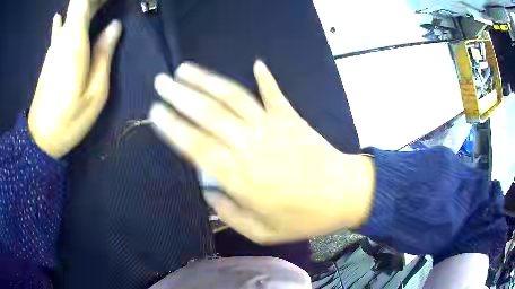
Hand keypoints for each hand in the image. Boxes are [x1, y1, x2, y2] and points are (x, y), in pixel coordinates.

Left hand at [28, 0, 121, 158]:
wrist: (41, 140)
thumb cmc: (70, 120)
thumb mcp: (95, 92)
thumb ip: (104, 54)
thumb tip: (115, 26)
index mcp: (74, 42)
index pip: (82, 3)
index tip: (110, 0)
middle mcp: (63, 39)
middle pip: (79, 5)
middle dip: (96, 0)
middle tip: (112, 2)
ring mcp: (54, 48)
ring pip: (71, 15)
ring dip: (87, 6)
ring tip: (102, 3)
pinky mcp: (50, 58)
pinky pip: (59, 29)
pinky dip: (64, 18)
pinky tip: (60, 15)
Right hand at [150, 61, 374, 243]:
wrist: (344, 195)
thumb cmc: (304, 218)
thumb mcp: (262, 231)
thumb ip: (229, 213)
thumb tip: (208, 191)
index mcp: (239, 176)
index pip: (195, 145)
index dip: (173, 126)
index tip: (156, 110)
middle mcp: (250, 144)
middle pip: (208, 113)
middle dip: (180, 95)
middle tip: (161, 81)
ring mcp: (272, 125)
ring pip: (232, 97)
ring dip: (206, 80)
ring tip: (185, 69)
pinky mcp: (291, 117)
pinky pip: (274, 93)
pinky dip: (265, 78)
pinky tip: (256, 64)